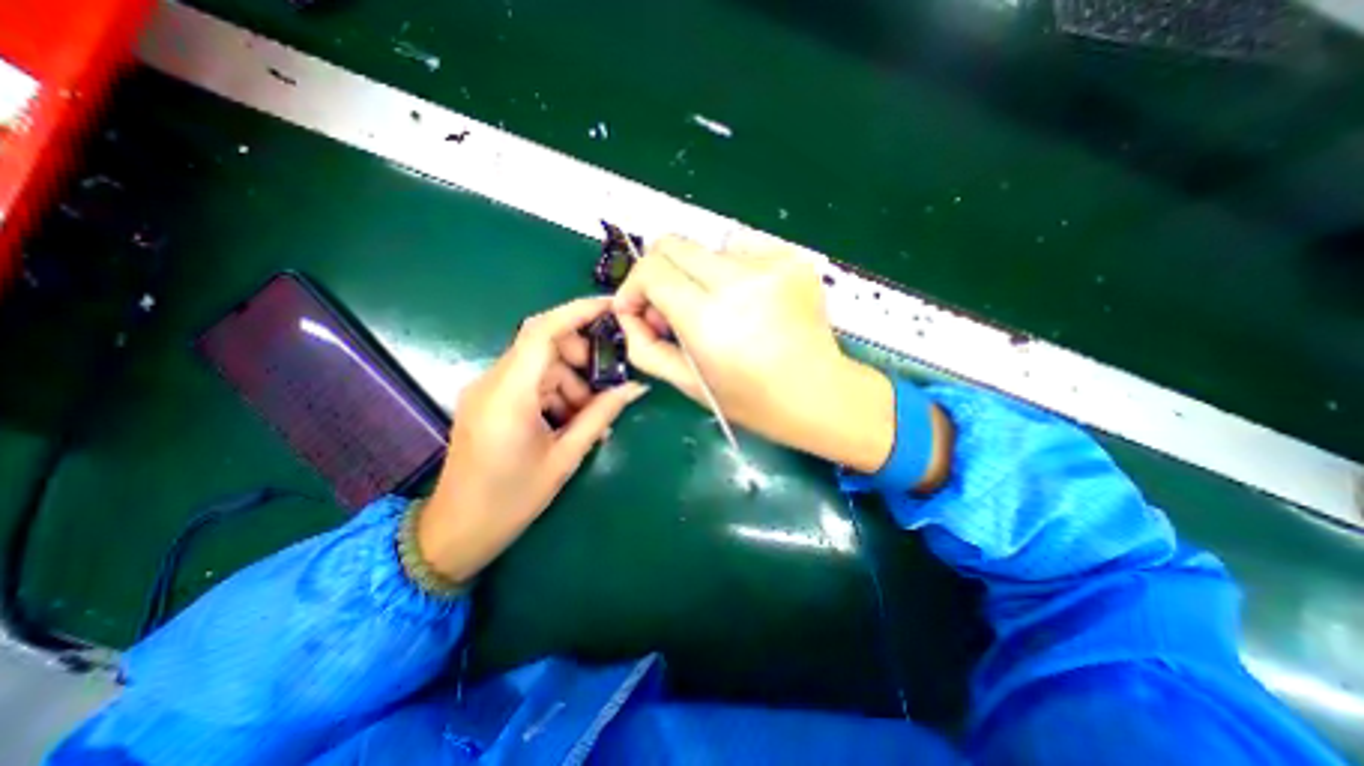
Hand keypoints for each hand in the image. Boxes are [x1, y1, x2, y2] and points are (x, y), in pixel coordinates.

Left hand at [418, 295, 646, 583]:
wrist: (456, 532)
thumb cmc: (511, 500)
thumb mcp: (564, 457)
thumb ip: (600, 415)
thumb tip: (635, 388)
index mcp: (509, 395)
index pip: (542, 331)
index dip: (577, 311)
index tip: (610, 308)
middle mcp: (492, 382)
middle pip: (543, 344)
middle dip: (581, 356)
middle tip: (606, 385)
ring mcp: (487, 389)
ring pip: (539, 364)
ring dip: (570, 380)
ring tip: (589, 416)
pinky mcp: (488, 400)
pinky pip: (528, 381)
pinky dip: (554, 392)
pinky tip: (570, 419)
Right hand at [614, 230, 903, 476]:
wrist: (819, 394)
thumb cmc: (751, 400)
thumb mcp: (687, 383)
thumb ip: (644, 347)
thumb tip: (628, 312)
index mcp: (708, 318)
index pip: (651, 270)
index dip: (634, 286)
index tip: (638, 308)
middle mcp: (738, 281)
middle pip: (673, 243)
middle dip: (659, 272)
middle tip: (670, 306)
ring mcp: (771, 264)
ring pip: (707, 247)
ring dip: (699, 273)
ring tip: (717, 307)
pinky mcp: (793, 258)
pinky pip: (743, 245)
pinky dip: (732, 266)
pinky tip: (746, 297)